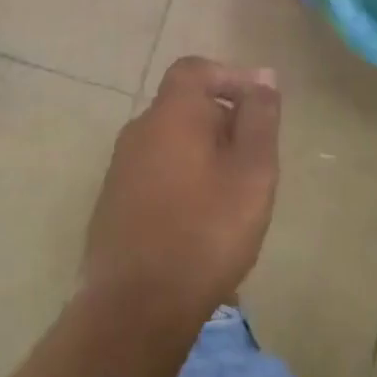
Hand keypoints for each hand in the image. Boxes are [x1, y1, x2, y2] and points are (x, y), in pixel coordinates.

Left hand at [82, 57, 280, 326]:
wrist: (135, 306)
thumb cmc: (205, 232)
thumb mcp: (251, 173)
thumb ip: (259, 119)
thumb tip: (263, 76)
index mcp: (170, 115)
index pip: (194, 70)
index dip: (228, 78)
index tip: (258, 106)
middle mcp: (138, 131)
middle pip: (184, 107)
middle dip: (222, 122)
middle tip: (254, 162)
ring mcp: (120, 168)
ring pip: (170, 142)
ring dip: (203, 155)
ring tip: (232, 196)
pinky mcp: (113, 202)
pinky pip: (155, 172)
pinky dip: (181, 179)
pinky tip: (199, 220)